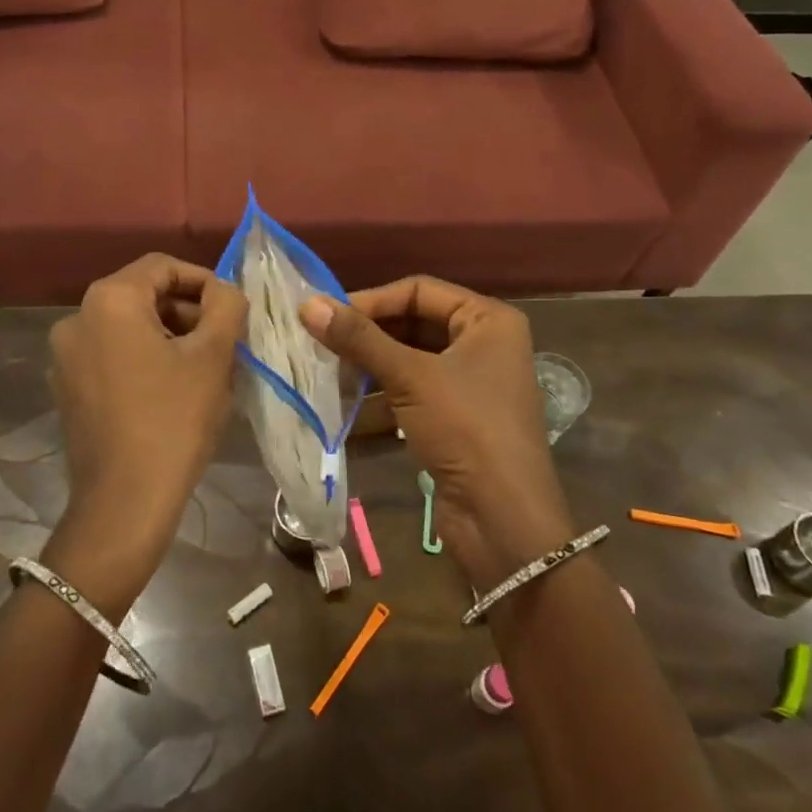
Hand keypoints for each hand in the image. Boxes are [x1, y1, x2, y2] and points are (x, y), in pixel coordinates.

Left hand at [44, 255, 246, 612]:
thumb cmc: (174, 420)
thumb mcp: (213, 356)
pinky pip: (112, 354)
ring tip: (204, 367)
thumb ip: (226, 305)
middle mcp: (77, 318)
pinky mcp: (67, 388)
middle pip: (143, 295)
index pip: (162, 267)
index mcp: (109, 300)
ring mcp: (66, 356)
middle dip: (187, 311)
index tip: (232, 309)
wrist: (124, 503)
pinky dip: (144, 358)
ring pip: (128, 326)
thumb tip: (224, 290)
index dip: (204, 281)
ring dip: (169, 335)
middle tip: (223, 341)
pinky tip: (172, 389)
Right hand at [299, 278, 572, 587]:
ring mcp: (471, 384)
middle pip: (414, 324)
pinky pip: (412, 393)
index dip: (372, 300)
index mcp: (488, 320)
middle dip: (368, 335)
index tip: (326, 315)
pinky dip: (381, 398)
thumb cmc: (466, 429)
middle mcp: (484, 344)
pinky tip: (344, 408)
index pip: (419, 290)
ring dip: (369, 367)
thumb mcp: (410, 377)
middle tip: (321, 342)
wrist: (504, 522)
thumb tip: (307, 304)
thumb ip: (359, 339)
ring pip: (409, 360)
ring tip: (326, 373)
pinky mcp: (457, 418)